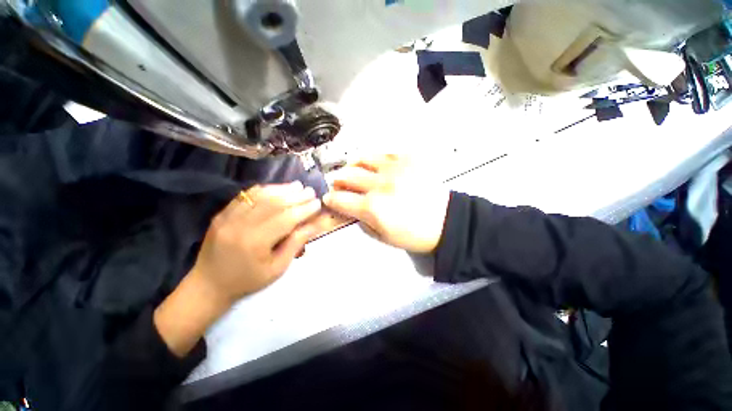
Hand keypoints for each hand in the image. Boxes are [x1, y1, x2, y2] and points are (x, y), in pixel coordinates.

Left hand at [154, 182, 320, 355]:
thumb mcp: (277, 268)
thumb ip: (296, 243)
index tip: (318, 203)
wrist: (208, 285)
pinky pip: (245, 196)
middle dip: (296, 196)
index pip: (286, 218)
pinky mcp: (222, 213)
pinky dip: (264, 190)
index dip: (304, 209)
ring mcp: (228, 217)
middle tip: (311, 191)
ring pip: (260, 196)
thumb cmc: (248, 280)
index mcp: (256, 242)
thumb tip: (315, 224)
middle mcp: (240, 225)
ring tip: (298, 186)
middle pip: (274, 204)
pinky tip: (276, 188)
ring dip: (282, 189)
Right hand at [322, 154, 449, 252]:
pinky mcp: (408, 159)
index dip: (330, 199)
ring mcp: (394, 169)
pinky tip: (375, 166)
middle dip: (338, 181)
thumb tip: (351, 209)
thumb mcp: (383, 236)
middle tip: (339, 184)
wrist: (446, 221)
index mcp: (373, 207)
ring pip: (362, 159)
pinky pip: (383, 154)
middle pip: (346, 176)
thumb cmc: (415, 234)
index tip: (329, 198)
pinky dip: (373, 160)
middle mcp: (380, 185)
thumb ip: (362, 220)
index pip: (340, 199)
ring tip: (353, 171)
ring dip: (352, 166)